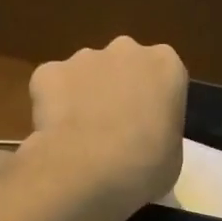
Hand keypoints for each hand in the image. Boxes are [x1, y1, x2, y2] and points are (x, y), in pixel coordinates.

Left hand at [25, 37, 187, 213]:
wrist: (86, 170)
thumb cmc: (144, 167)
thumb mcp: (173, 158)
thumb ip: (163, 135)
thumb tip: (147, 139)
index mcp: (166, 65)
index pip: (165, 77)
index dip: (156, 104)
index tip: (150, 130)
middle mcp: (126, 50)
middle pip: (125, 66)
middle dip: (121, 91)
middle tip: (117, 132)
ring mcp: (84, 57)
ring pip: (87, 74)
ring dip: (87, 97)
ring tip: (83, 138)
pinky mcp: (48, 71)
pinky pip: (53, 86)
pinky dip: (54, 106)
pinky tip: (57, 135)